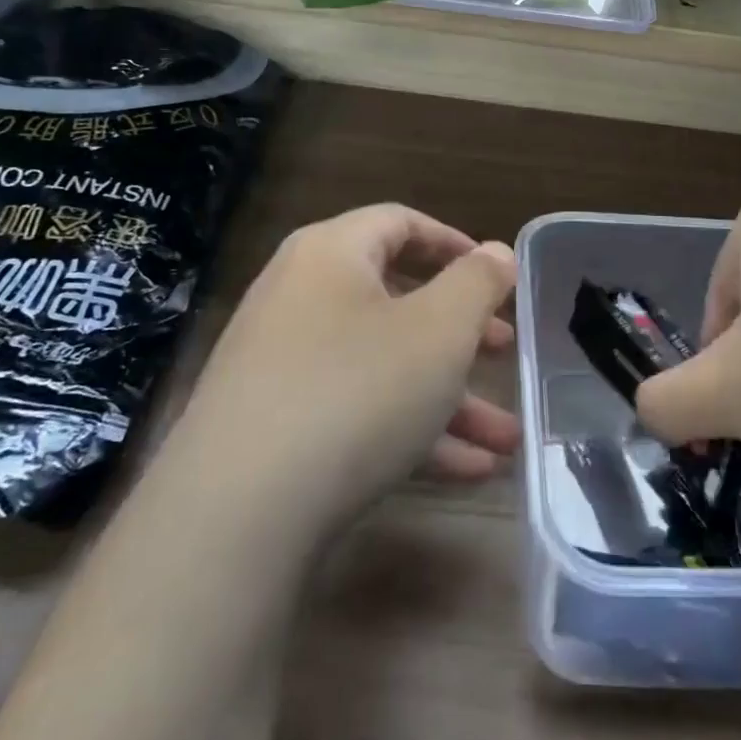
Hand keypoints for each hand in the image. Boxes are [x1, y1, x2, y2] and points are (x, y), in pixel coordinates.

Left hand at [175, 204, 519, 537]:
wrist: (235, 516)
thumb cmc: (356, 391)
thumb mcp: (439, 330)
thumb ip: (477, 282)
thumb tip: (496, 252)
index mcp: (330, 255)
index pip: (399, 223)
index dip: (454, 244)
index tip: (496, 276)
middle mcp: (298, 298)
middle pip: (395, 299)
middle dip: (460, 331)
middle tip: (504, 350)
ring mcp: (281, 366)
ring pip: (382, 365)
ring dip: (447, 396)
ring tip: (506, 437)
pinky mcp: (275, 427)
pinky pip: (356, 411)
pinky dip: (409, 430)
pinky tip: (466, 470)